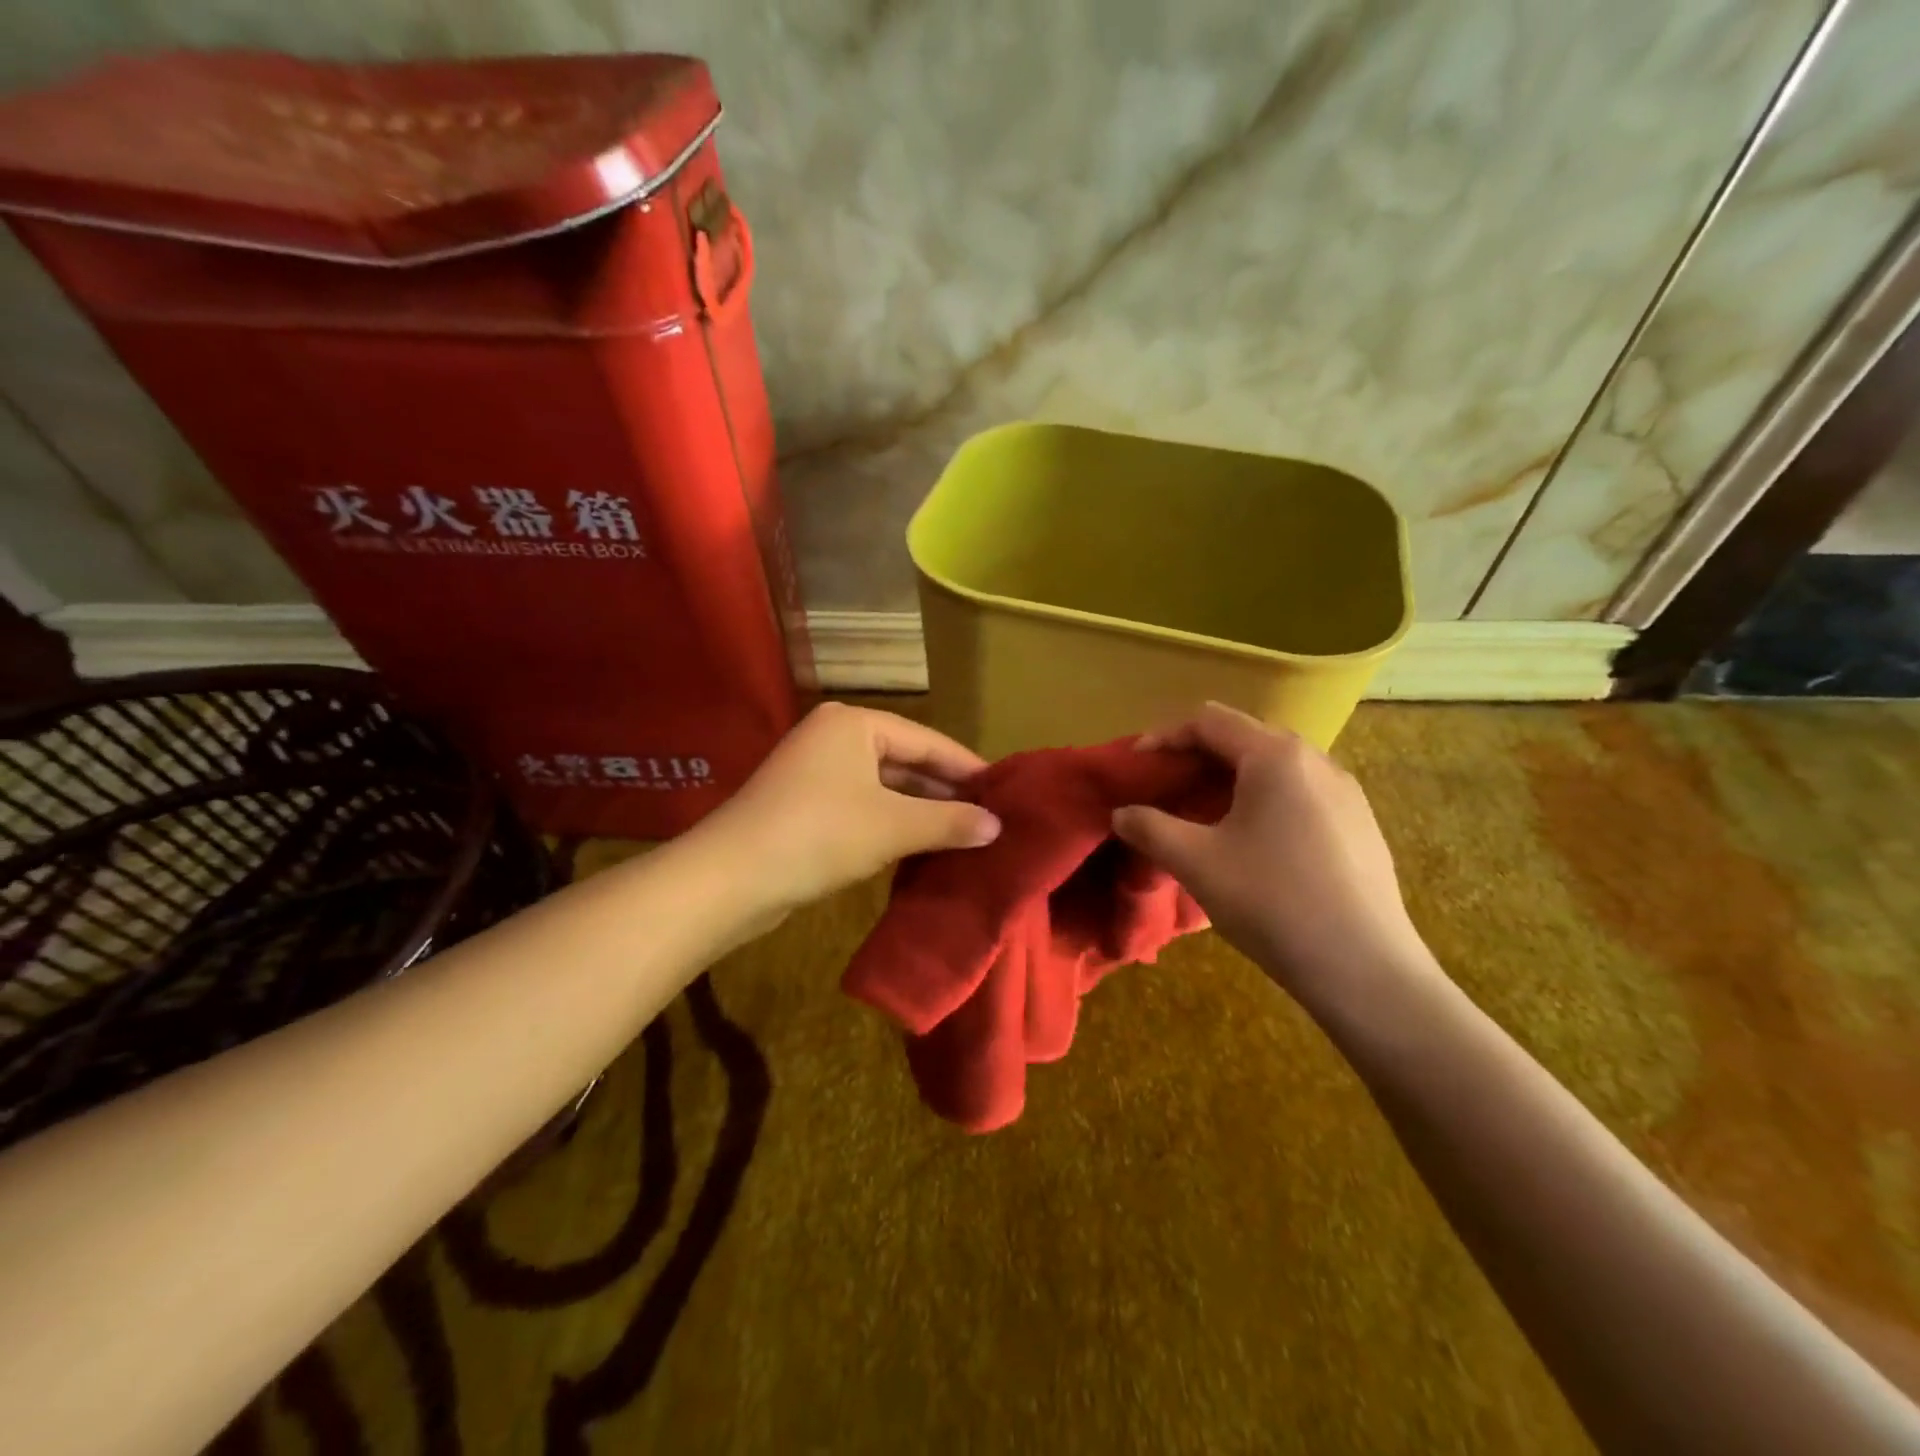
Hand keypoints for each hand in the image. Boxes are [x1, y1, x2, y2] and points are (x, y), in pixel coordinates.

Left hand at [695, 703, 1000, 917]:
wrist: (731, 878)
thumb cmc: (820, 834)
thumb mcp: (894, 826)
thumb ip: (949, 822)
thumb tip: (998, 826)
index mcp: (856, 724)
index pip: (928, 741)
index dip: (967, 768)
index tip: (1004, 792)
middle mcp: (835, 737)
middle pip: (905, 761)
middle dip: (945, 791)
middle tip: (989, 816)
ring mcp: (816, 771)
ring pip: (884, 787)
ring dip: (920, 811)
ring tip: (964, 833)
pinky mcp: (805, 804)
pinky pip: (863, 806)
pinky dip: (892, 823)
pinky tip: (920, 845)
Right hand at [1110, 703, 1434, 1007]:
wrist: (1364, 969)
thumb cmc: (1272, 902)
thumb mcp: (1196, 862)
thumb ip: (1149, 827)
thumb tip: (1121, 814)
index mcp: (1275, 756)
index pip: (1209, 721)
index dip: (1164, 736)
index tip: (1136, 765)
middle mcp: (1316, 760)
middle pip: (1244, 737)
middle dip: (1197, 758)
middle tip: (1166, 790)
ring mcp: (1346, 792)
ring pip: (1274, 767)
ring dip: (1230, 780)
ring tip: (1204, 817)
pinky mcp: (1361, 824)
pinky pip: (1300, 792)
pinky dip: (1264, 800)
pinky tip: (1253, 843)